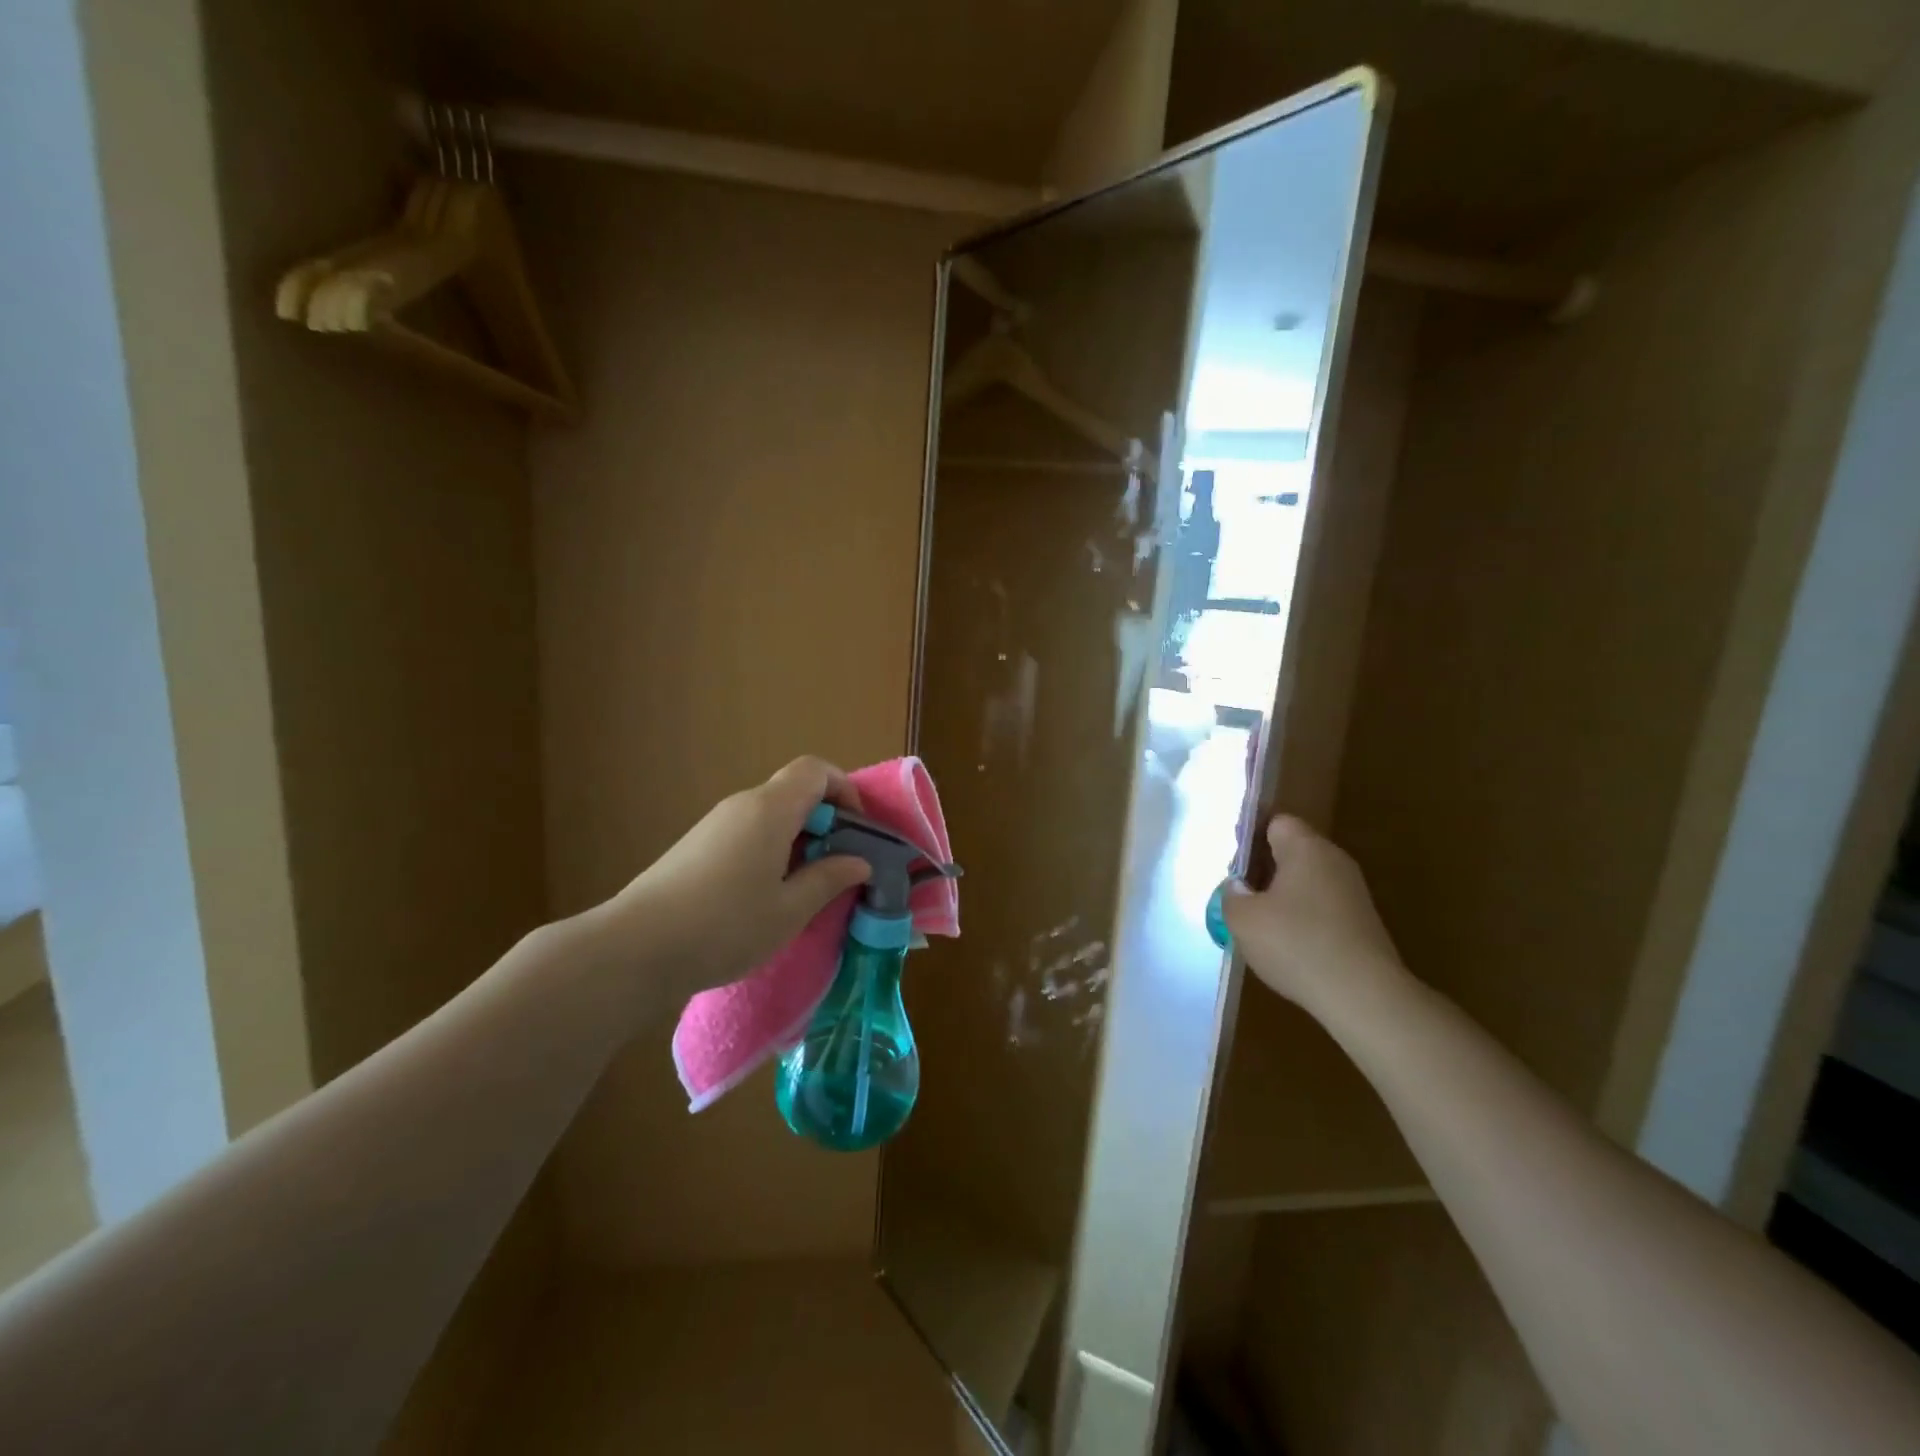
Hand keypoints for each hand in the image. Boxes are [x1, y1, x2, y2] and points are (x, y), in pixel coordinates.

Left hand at [602, 758, 872, 999]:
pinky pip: (747, 831)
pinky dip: (771, 849)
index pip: (815, 770)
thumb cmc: (724, 926)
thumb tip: (859, 862)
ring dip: (798, 839)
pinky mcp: (696, 845)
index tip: (857, 830)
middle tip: (839, 866)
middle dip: (826, 820)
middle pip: (794, 791)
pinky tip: (765, 895)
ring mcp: (715, 824)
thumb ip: (828, 879)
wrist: (635, 948)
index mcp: (770, 810)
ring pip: (770, 814)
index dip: (844, 790)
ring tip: (806, 886)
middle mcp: (742, 805)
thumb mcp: (789, 910)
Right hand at [1221, 815, 1405, 1014]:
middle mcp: (1334, 862)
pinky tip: (1288, 946)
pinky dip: (1302, 919)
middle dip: (1264, 870)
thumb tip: (1238, 888)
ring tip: (1259, 925)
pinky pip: (1322, 908)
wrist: (1364, 996)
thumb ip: (1231, 896)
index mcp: (1306, 849)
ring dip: (1282, 897)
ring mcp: (1353, 894)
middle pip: (1293, 852)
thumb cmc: (1296, 944)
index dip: (1250, 837)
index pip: (1276, 823)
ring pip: (1307, 882)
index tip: (1232, 865)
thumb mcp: (1243, 919)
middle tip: (1239, 896)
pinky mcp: (1362, 924)